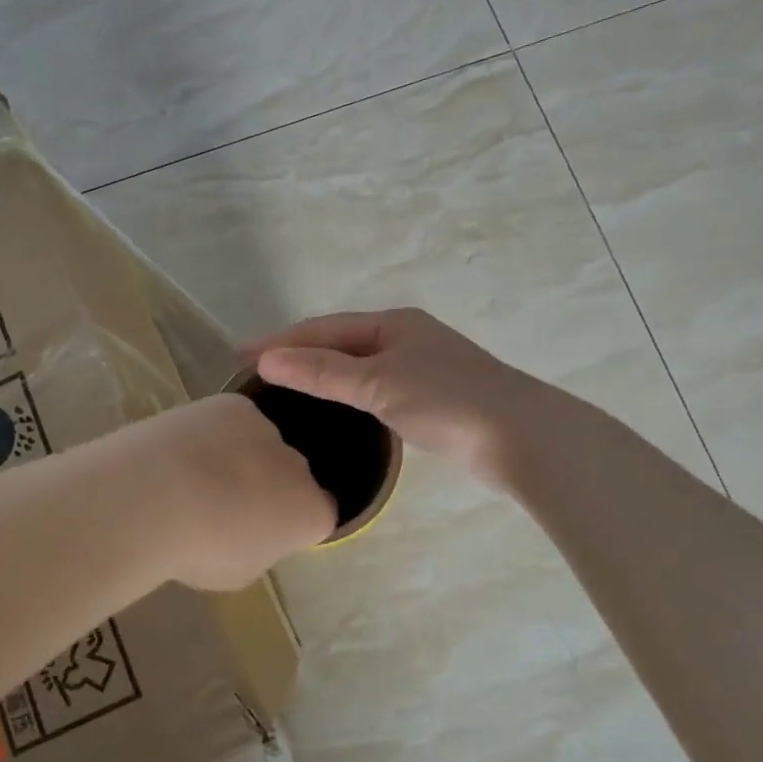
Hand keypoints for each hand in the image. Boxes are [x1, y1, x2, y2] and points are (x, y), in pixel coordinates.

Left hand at [133, 394, 337, 591]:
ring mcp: (267, 429)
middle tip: (226, 507)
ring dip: (242, 457)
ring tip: (195, 476)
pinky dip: (215, 433)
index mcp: (309, 512)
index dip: (293, 524)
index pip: (320, 515)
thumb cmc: (198, 550)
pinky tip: (183, 450)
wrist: (153, 496)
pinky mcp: (234, 405)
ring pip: (262, 444)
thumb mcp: (238, 572)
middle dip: (270, 486)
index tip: (264, 533)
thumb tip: (252, 532)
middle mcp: (299, 466)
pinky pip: (233, 422)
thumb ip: (258, 547)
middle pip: (293, 475)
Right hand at [250, 309, 544, 491]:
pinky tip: (338, 409)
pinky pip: (376, 387)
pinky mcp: (433, 398)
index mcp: (392, 324)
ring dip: (323, 374)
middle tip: (259, 373)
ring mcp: (421, 368)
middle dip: (300, 354)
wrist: (521, 437)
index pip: (324, 328)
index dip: (282, 340)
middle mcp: (405, 338)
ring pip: (359, 366)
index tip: (241, 354)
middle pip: (340, 343)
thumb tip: (266, 358)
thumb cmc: (447, 401)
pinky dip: (349, 393)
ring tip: (288, 389)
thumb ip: (322, 372)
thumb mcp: (378, 383)